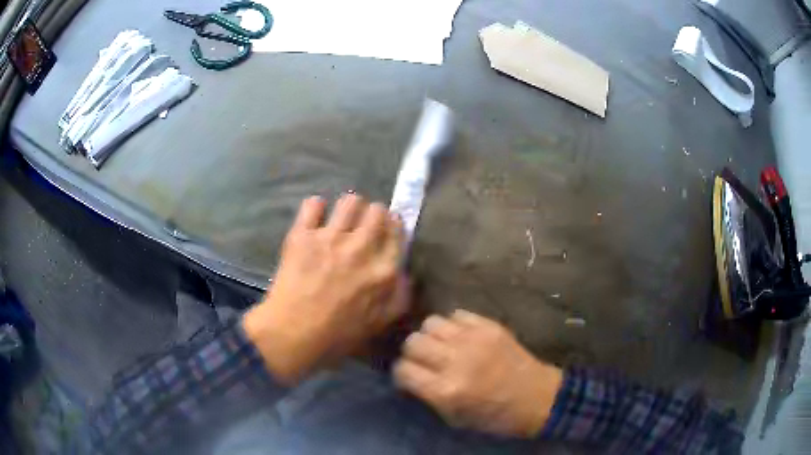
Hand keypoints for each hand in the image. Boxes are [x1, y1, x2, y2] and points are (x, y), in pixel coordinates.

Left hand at [243, 194, 409, 383]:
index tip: (386, 229)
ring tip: (341, 219)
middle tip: (363, 225)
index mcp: (383, 270)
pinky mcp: (303, 235)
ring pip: (350, 201)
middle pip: (377, 210)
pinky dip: (315, 208)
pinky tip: (315, 218)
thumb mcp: (378, 324)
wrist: (292, 335)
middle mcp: (361, 248)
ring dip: (349, 207)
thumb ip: (398, 298)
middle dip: (373, 214)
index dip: (392, 226)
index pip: (397, 231)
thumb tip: (406, 274)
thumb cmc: (336, 336)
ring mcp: (330, 238)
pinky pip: (313, 204)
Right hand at [394, 310, 562, 437]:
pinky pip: (457, 314)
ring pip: (431, 323)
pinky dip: (453, 325)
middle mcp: (456, 360)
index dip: (402, 374)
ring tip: (442, 346)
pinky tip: (461, 337)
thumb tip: (409, 377)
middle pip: (413, 342)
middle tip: (424, 361)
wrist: (536, 398)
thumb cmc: (494, 416)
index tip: (409, 377)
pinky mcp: (490, 326)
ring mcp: (474, 339)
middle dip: (413, 353)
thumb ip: (427, 395)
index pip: (403, 370)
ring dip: (431, 336)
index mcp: (446, 390)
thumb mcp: (454, 417)